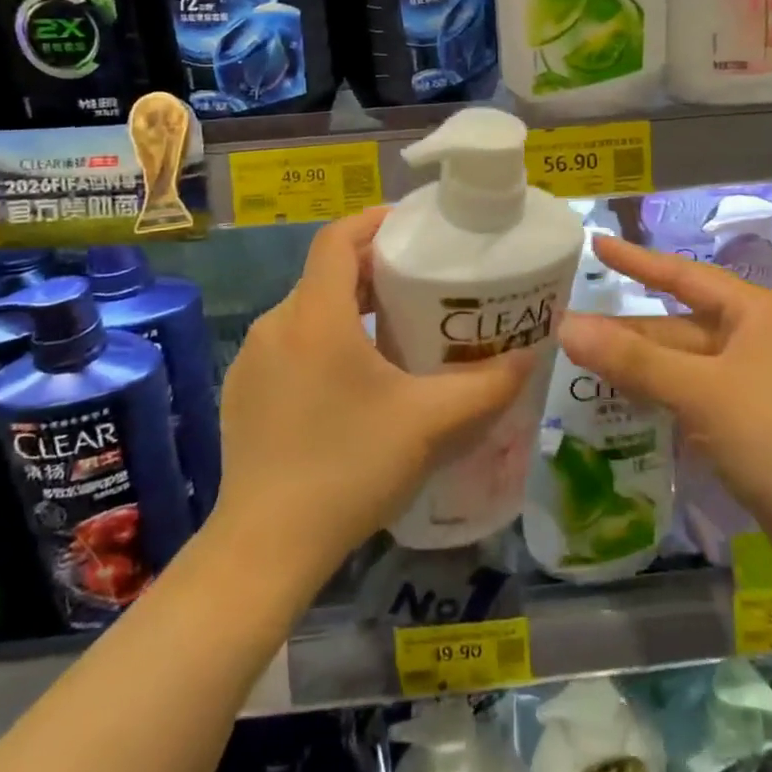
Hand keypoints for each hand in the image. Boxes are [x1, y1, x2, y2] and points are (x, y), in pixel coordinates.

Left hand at [210, 208, 537, 590]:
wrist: (264, 550)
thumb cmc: (349, 469)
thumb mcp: (429, 424)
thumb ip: (486, 386)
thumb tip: (529, 358)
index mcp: (315, 315)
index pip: (338, 237)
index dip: (374, 221)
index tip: (413, 227)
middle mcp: (277, 325)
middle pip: (327, 273)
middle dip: (374, 268)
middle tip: (422, 283)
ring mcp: (252, 360)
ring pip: (308, 310)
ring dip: (350, 307)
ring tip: (397, 329)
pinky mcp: (243, 393)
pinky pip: (290, 344)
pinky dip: (324, 340)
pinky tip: (354, 381)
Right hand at [563, 234, 771, 581]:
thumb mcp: (700, 394)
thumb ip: (632, 359)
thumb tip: (565, 326)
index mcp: (759, 311)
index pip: (684, 275)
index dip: (636, 260)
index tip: (596, 244)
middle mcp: (762, 334)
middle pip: (681, 323)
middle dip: (630, 329)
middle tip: (570, 324)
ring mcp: (761, 376)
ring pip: (688, 360)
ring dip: (642, 363)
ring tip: (585, 359)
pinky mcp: (757, 415)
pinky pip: (698, 389)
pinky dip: (664, 391)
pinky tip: (627, 396)